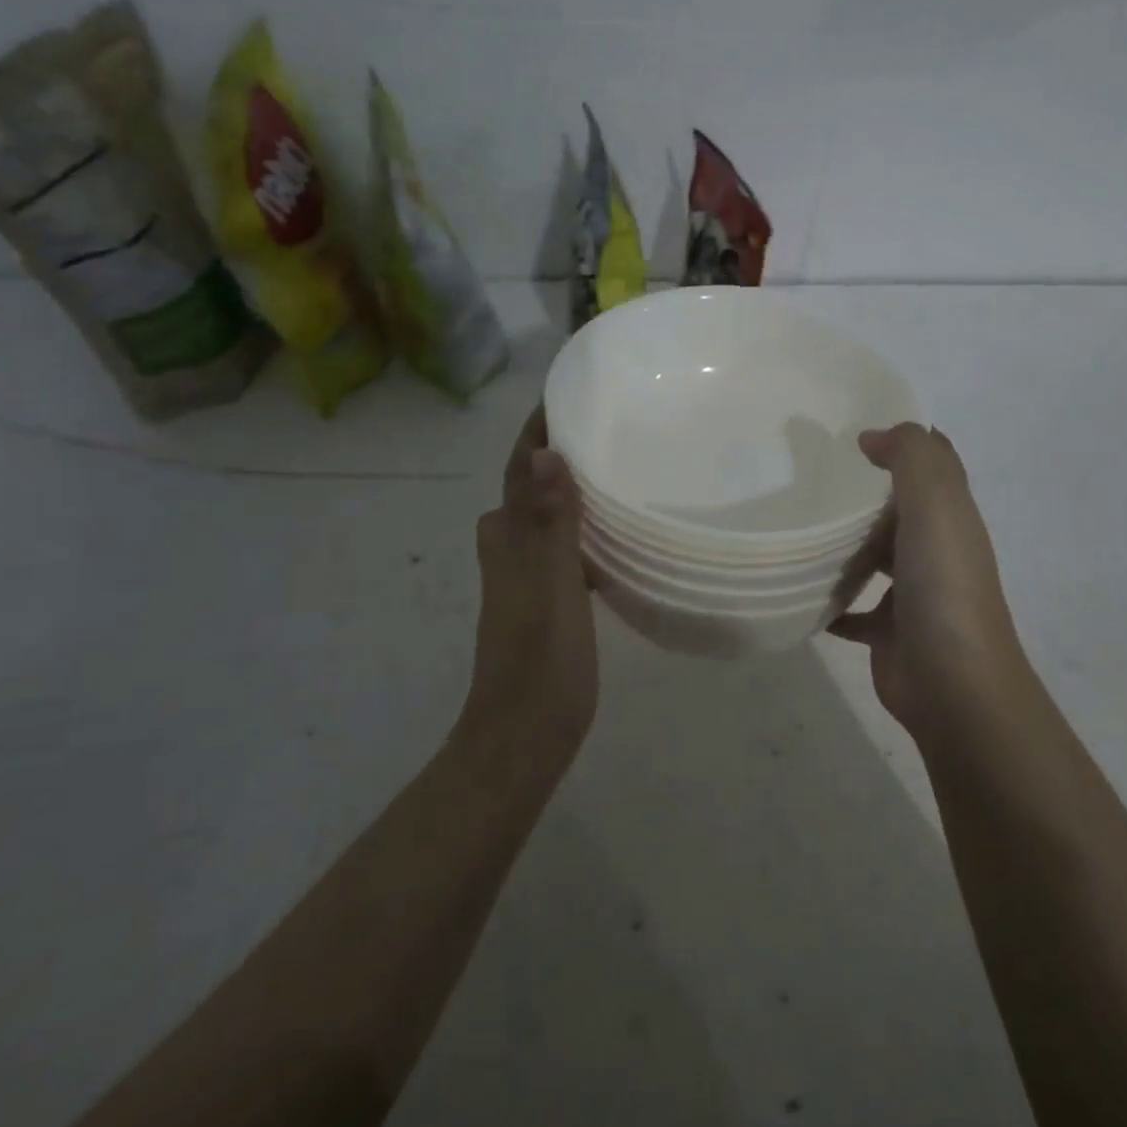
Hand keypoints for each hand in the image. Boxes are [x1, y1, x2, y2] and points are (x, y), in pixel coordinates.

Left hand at [464, 407, 597, 758]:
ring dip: (572, 489)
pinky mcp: (545, 599)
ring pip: (548, 517)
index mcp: (507, 538)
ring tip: (619, 466)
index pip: (519, 467)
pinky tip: (617, 532)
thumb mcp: (550, 586)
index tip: (570, 392)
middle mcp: (509, 548)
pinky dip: (585, 528)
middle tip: (608, 425)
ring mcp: (525, 576)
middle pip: (530, 486)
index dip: (538, 430)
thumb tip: (542, 452)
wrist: (526, 733)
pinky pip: (564, 546)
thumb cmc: (541, 659)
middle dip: (558, 452)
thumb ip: (548, 520)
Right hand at [828, 424, 1031, 744]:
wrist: (952, 684)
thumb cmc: (943, 586)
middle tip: (811, 473)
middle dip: (865, 492)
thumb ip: (911, 457)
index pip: (935, 465)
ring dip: (846, 545)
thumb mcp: (936, 505)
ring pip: (875, 558)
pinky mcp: (888, 632)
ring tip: (798, 525)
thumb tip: (872, 437)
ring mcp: (912, 594)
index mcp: (951, 518)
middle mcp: (935, 551)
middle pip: (900, 511)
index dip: (906, 442)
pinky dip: (831, 601)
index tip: (858, 426)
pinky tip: (800, 589)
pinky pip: (853, 610)